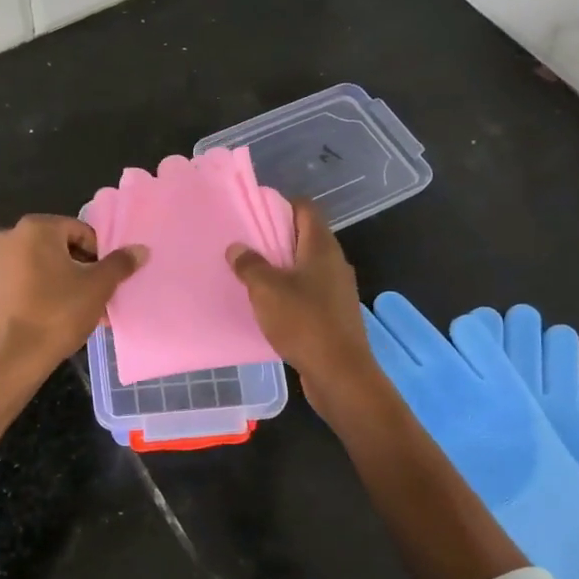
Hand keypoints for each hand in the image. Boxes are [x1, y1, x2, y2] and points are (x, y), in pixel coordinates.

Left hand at [0, 215, 145, 375]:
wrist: (12, 358)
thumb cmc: (58, 314)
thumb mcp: (98, 287)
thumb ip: (119, 264)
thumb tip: (139, 249)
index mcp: (35, 229)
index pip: (79, 231)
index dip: (98, 255)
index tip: (104, 280)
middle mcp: (8, 239)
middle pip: (56, 249)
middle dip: (78, 270)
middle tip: (93, 298)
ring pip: (36, 269)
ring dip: (57, 284)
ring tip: (74, 313)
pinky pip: (17, 287)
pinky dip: (34, 296)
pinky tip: (47, 321)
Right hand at [227, 198, 375, 392]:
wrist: (340, 373)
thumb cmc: (304, 322)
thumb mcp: (267, 290)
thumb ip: (250, 265)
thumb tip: (237, 248)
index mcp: (322, 247)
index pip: (305, 209)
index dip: (280, 205)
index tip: (253, 213)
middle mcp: (334, 263)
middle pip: (304, 237)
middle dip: (275, 238)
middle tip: (244, 244)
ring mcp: (337, 290)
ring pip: (305, 266)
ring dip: (280, 267)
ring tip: (250, 274)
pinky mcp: (334, 314)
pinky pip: (308, 291)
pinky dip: (288, 291)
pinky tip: (268, 304)